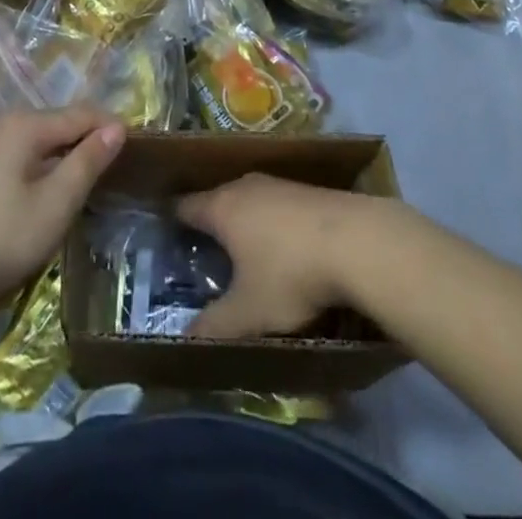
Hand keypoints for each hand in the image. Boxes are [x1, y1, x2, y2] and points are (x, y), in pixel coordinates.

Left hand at [0, 106, 124, 314]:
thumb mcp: (54, 204)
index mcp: (26, 124)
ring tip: (89, 188)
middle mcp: (5, 124)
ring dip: (65, 161)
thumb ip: (87, 163)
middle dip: (88, 144)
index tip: (139, 151)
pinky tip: (49, 198)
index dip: (111, 129)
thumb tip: (116, 127)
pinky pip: (22, 160)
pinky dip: (43, 172)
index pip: (82, 114)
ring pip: (40, 145)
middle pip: (60, 125)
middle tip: (117, 173)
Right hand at [177, 174, 383, 339]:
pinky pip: (275, 206)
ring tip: (241, 255)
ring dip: (243, 224)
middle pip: (217, 201)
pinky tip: (282, 250)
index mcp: (222, 207)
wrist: (358, 241)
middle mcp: (245, 186)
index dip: (172, 222)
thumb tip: (184, 338)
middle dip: (209, 226)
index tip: (163, 237)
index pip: (184, 206)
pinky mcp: (307, 191)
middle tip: (201, 255)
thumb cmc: (290, 272)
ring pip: (249, 202)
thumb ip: (214, 325)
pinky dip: (271, 225)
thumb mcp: (248, 312)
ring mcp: (278, 184)